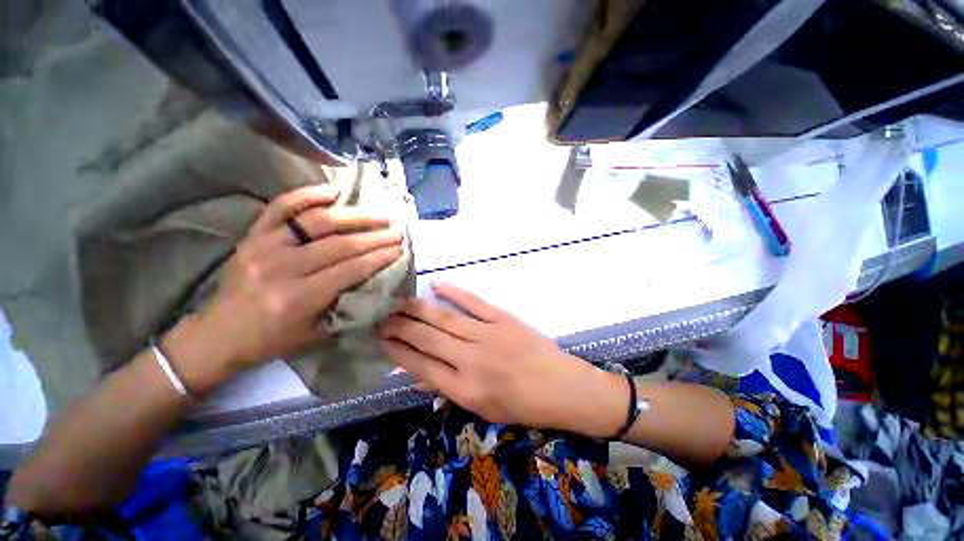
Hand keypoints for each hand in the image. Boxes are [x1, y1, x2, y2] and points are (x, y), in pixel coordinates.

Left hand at [164, 185, 403, 392]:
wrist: (218, 335)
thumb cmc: (271, 340)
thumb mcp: (316, 333)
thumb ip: (346, 305)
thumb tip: (376, 280)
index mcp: (298, 298)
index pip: (350, 270)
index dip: (379, 257)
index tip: (400, 249)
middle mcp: (282, 268)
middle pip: (340, 244)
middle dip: (375, 236)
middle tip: (398, 229)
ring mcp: (264, 247)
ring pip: (317, 222)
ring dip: (354, 216)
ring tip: (380, 213)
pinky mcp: (252, 236)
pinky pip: (280, 208)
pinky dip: (307, 195)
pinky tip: (333, 191)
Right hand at [378, 283, 626, 436]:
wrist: (561, 387)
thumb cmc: (522, 405)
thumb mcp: (482, 409)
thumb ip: (450, 388)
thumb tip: (420, 373)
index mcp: (464, 389)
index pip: (420, 366)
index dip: (397, 351)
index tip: (381, 339)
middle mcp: (470, 359)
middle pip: (427, 338)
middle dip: (400, 326)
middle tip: (382, 316)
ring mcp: (487, 335)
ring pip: (444, 318)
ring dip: (418, 308)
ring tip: (399, 301)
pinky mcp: (502, 318)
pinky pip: (473, 302)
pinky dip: (454, 291)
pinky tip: (436, 284)